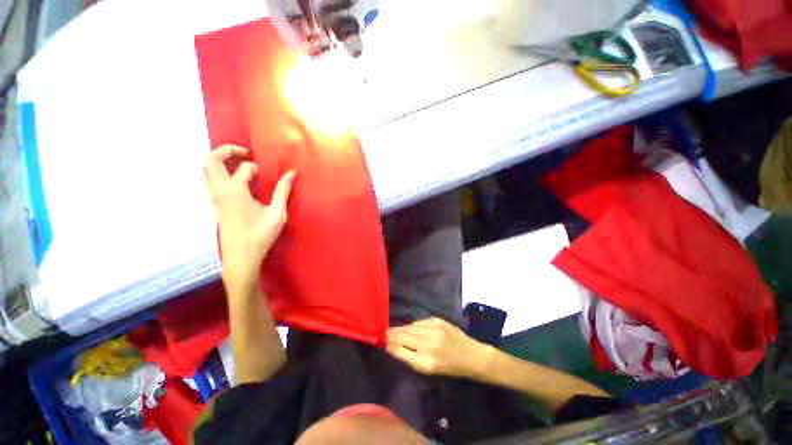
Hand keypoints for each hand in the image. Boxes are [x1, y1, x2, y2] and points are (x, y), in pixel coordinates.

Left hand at [204, 145, 295, 293]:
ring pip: (205, 170)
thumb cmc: (261, 235)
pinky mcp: (214, 205)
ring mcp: (213, 198)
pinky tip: (235, 180)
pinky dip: (218, 173)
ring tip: (238, 163)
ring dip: (219, 161)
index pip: (245, 168)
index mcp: (235, 191)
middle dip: (227, 150)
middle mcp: (219, 191)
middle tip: (245, 152)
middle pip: (211, 160)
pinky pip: (208, 181)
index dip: (258, 168)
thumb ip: (283, 191)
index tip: (270, 175)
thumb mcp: (277, 213)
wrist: (241, 257)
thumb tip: (292, 173)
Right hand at [386, 317, 491, 377]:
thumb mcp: (429, 369)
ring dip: (400, 329)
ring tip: (392, 329)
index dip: (390, 345)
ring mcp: (433, 330)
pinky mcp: (437, 321)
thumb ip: (411, 358)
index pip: (401, 351)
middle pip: (403, 337)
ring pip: (410, 328)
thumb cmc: (450, 367)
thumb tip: (394, 347)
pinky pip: (419, 322)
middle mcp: (427, 344)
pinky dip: (413, 325)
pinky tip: (409, 327)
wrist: (471, 355)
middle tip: (383, 332)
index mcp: (425, 362)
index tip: (382, 341)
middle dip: (392, 335)